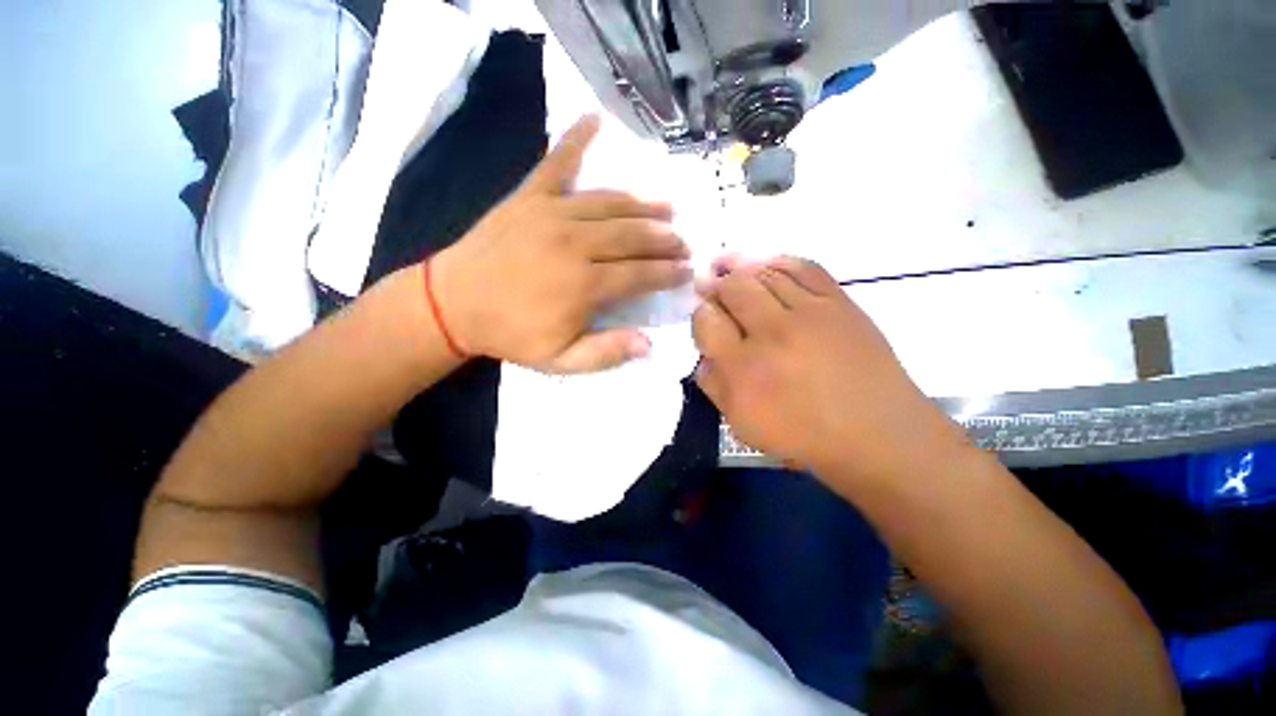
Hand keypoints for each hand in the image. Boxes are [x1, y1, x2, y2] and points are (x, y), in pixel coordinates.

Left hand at [433, 115, 691, 372]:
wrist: (452, 304)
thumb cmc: (510, 335)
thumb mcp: (560, 360)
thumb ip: (606, 352)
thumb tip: (648, 343)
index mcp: (584, 285)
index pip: (640, 274)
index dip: (668, 273)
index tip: (687, 271)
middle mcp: (576, 243)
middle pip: (633, 235)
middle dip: (665, 239)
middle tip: (683, 243)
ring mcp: (552, 213)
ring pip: (610, 203)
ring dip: (643, 206)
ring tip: (667, 208)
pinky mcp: (528, 197)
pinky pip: (557, 162)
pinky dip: (576, 138)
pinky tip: (595, 118)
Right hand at [693, 257, 965, 481]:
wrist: (877, 432)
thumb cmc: (804, 435)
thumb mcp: (742, 424)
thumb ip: (713, 387)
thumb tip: (703, 356)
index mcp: (743, 368)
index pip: (707, 321)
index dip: (700, 314)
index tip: (705, 316)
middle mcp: (773, 333)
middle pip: (733, 288)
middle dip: (716, 284)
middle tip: (711, 286)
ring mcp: (809, 313)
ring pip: (764, 273)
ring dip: (741, 267)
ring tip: (729, 266)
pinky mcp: (840, 303)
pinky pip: (804, 268)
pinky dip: (779, 261)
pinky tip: (767, 265)